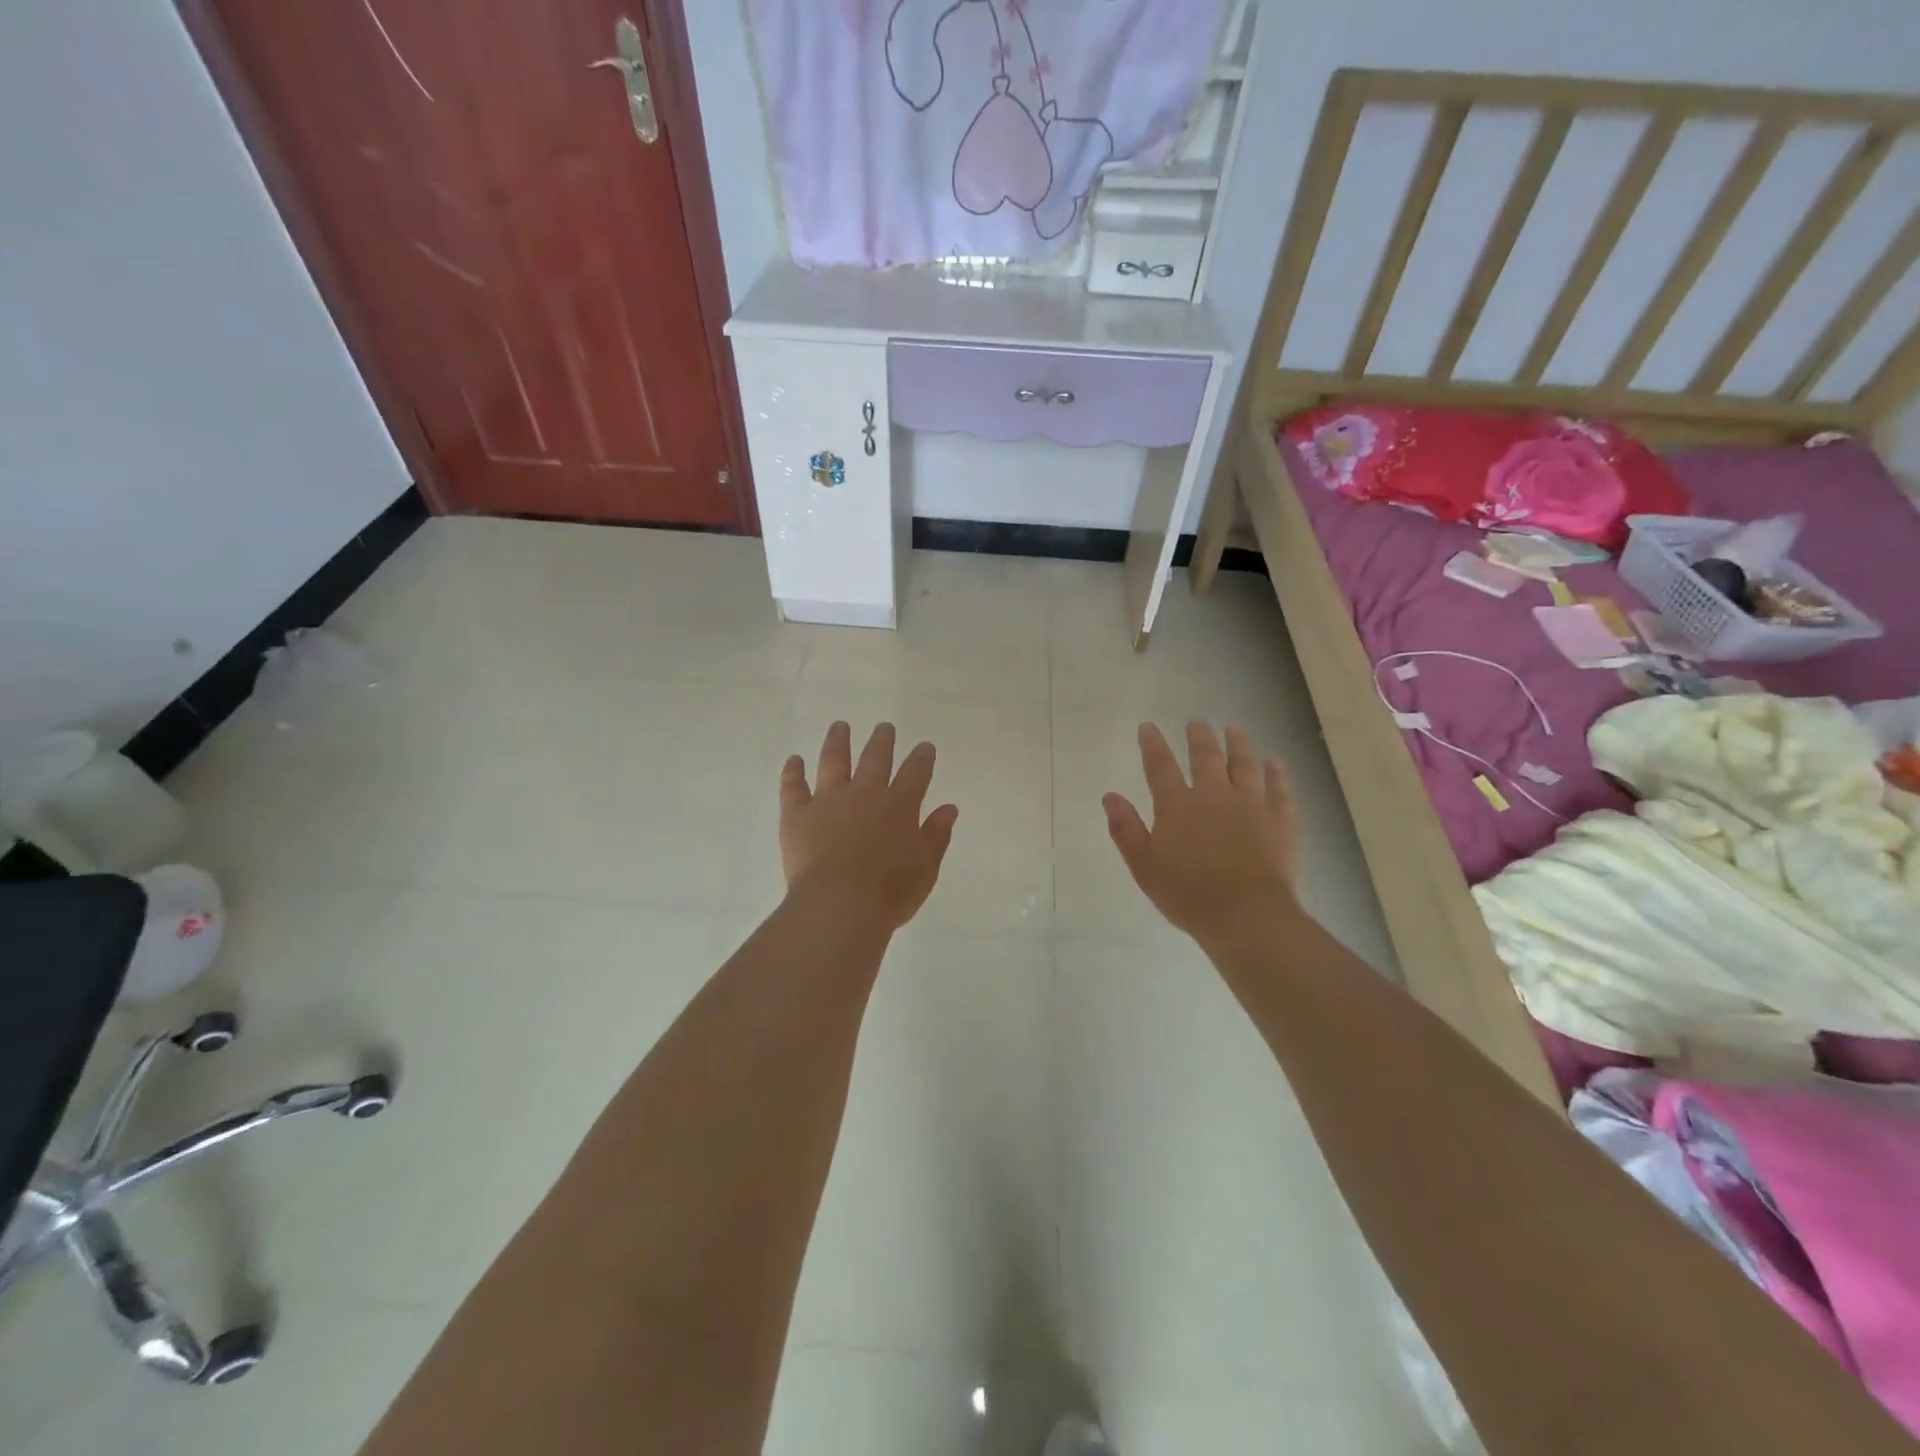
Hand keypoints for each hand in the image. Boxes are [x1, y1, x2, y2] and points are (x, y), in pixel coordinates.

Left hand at [779, 721, 959, 931]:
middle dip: (882, 741)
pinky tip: (794, 759)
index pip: (916, 773)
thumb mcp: (926, 868)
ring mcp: (828, 801)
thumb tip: (949, 807)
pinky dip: (793, 772)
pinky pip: (793, 787)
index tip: (924, 746)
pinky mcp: (797, 815)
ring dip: (838, 741)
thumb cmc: (889, 893)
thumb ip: (936, 835)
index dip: (922, 758)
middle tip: (884, 726)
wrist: (839, 906)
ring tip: (840, 726)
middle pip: (875, 758)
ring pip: (833, 761)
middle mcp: (865, 794)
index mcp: (899, 806)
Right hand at [1104, 722, 1298, 948]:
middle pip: (1206, 757)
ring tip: (1235, 729)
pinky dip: (1277, 773)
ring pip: (1245, 764)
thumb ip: (1125, 829)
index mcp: (1177, 805)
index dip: (1152, 744)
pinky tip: (1276, 763)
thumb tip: (1110, 796)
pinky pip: (1279, 789)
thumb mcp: (1144, 866)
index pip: (1160, 766)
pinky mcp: (1279, 820)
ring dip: (1239, 744)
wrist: (1245, 915)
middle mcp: (1214, 795)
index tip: (1147, 726)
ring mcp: (1251, 805)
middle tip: (1197, 722)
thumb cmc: (1187, 894)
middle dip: (1199, 737)